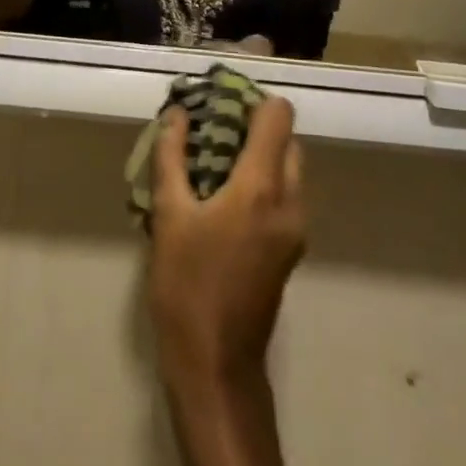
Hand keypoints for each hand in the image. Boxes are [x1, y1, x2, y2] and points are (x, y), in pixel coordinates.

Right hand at [148, 98, 304, 391]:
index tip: (217, 103)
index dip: (250, 100)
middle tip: (210, 131)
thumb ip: (172, 156)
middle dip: (252, 126)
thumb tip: (177, 114)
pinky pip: (284, 193)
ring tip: (211, 162)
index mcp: (263, 186)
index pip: (278, 114)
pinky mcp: (291, 246)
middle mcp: (290, 200)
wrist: (216, 365)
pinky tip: (222, 196)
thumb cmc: (187, 286)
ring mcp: (296, 227)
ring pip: (288, 166)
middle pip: (286, 138)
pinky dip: (261, 180)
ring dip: (257, 154)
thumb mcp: (169, 215)